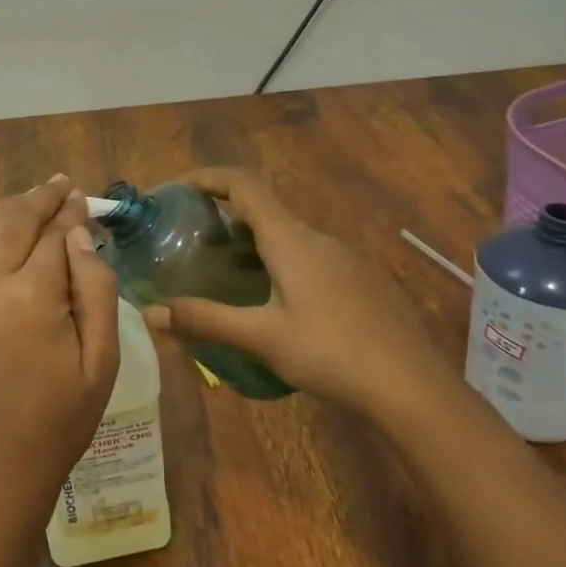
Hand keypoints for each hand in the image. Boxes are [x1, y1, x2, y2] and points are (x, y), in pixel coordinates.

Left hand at [0, 175, 120, 525]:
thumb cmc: (58, 423)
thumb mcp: (100, 361)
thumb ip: (94, 289)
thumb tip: (80, 236)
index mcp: (28, 298)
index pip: (53, 235)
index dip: (71, 213)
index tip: (84, 197)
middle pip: (12, 220)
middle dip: (39, 198)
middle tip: (62, 184)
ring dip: (12, 210)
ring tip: (38, 198)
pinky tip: (9, 233)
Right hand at [144, 167, 448, 416]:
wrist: (415, 389)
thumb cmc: (333, 354)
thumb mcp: (262, 338)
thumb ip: (205, 320)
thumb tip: (150, 313)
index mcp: (290, 239)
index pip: (243, 183)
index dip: (206, 177)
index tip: (174, 190)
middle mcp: (317, 237)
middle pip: (263, 207)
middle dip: (222, 214)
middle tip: (189, 240)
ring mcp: (344, 258)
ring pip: (286, 235)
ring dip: (250, 241)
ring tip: (222, 272)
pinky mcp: (360, 281)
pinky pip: (308, 256)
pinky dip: (277, 262)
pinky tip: (272, 302)